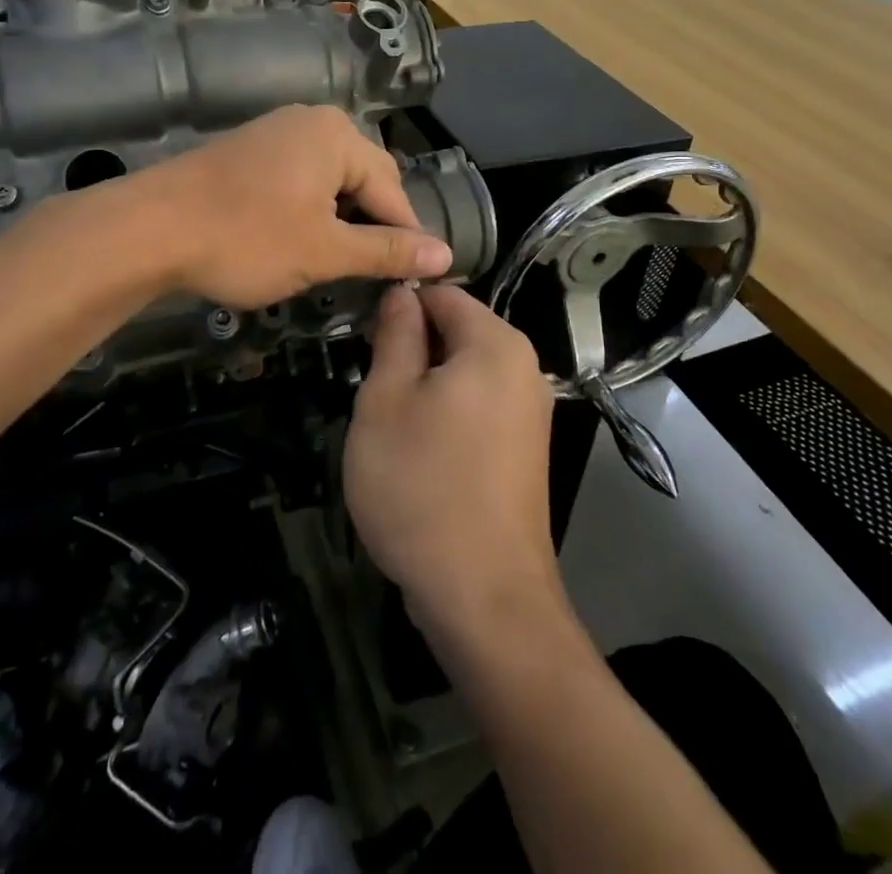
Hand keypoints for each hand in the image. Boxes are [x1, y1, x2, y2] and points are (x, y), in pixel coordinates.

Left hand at [138, 105, 452, 309]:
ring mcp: (275, 132)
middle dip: (371, 225)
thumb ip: (387, 251)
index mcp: (338, 136)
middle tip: (372, 274)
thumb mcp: (324, 251)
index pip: (392, 190)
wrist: (150, 228)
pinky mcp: (248, 150)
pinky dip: (308, 209)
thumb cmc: (246, 238)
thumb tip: (445, 254)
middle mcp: (312, 121)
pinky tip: (299, 239)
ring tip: (337, 262)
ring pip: (329, 180)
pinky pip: (298, 177)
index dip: (405, 237)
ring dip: (339, 220)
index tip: (412, 280)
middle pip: (363, 179)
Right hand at [344, 285, 562, 637]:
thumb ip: (395, 335)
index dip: (397, 307)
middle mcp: (524, 369)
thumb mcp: (386, 399)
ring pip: (462, 373)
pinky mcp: (524, 451)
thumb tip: (402, 293)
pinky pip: (477, 408)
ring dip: (423, 386)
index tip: (362, 341)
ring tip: (390, 424)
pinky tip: (418, 453)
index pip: (441, 292)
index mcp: (496, 344)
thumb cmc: (422, 485)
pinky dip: (445, 415)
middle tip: (371, 388)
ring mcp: (530, 414)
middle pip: (456, 331)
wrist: (483, 597)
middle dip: (410, 350)